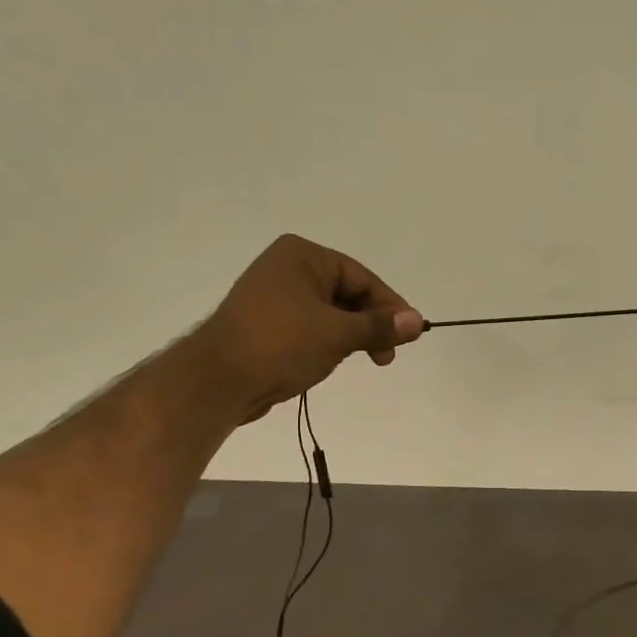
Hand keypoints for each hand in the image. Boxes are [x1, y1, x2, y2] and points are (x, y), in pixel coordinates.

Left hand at [204, 234, 423, 422]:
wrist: (218, 380)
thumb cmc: (282, 344)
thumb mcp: (339, 334)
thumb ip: (380, 326)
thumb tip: (418, 321)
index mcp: (302, 255)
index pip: (362, 278)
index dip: (390, 306)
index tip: (411, 334)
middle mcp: (287, 268)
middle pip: (347, 294)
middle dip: (370, 325)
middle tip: (386, 356)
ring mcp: (274, 296)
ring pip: (330, 313)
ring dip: (351, 336)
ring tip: (362, 360)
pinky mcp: (266, 323)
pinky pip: (310, 327)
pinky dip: (328, 342)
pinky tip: (332, 362)